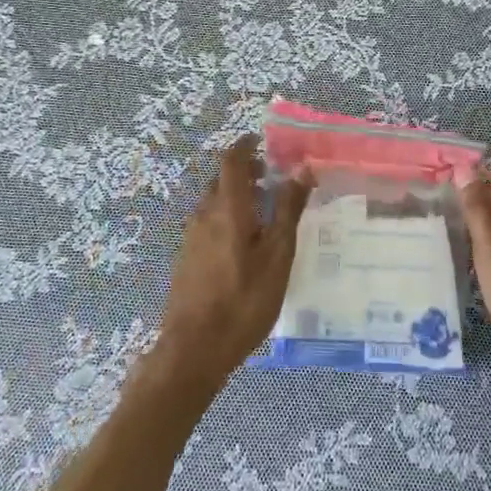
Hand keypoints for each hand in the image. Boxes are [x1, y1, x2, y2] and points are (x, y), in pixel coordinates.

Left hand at [155, 134, 310, 388]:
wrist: (194, 349)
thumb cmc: (244, 300)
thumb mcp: (277, 255)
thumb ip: (288, 209)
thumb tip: (302, 169)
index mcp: (227, 208)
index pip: (232, 160)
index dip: (246, 145)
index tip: (264, 141)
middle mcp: (204, 215)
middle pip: (222, 180)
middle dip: (246, 172)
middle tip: (273, 178)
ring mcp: (191, 237)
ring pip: (214, 202)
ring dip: (237, 195)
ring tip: (265, 211)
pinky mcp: (187, 258)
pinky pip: (209, 222)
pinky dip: (228, 216)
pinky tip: (246, 243)